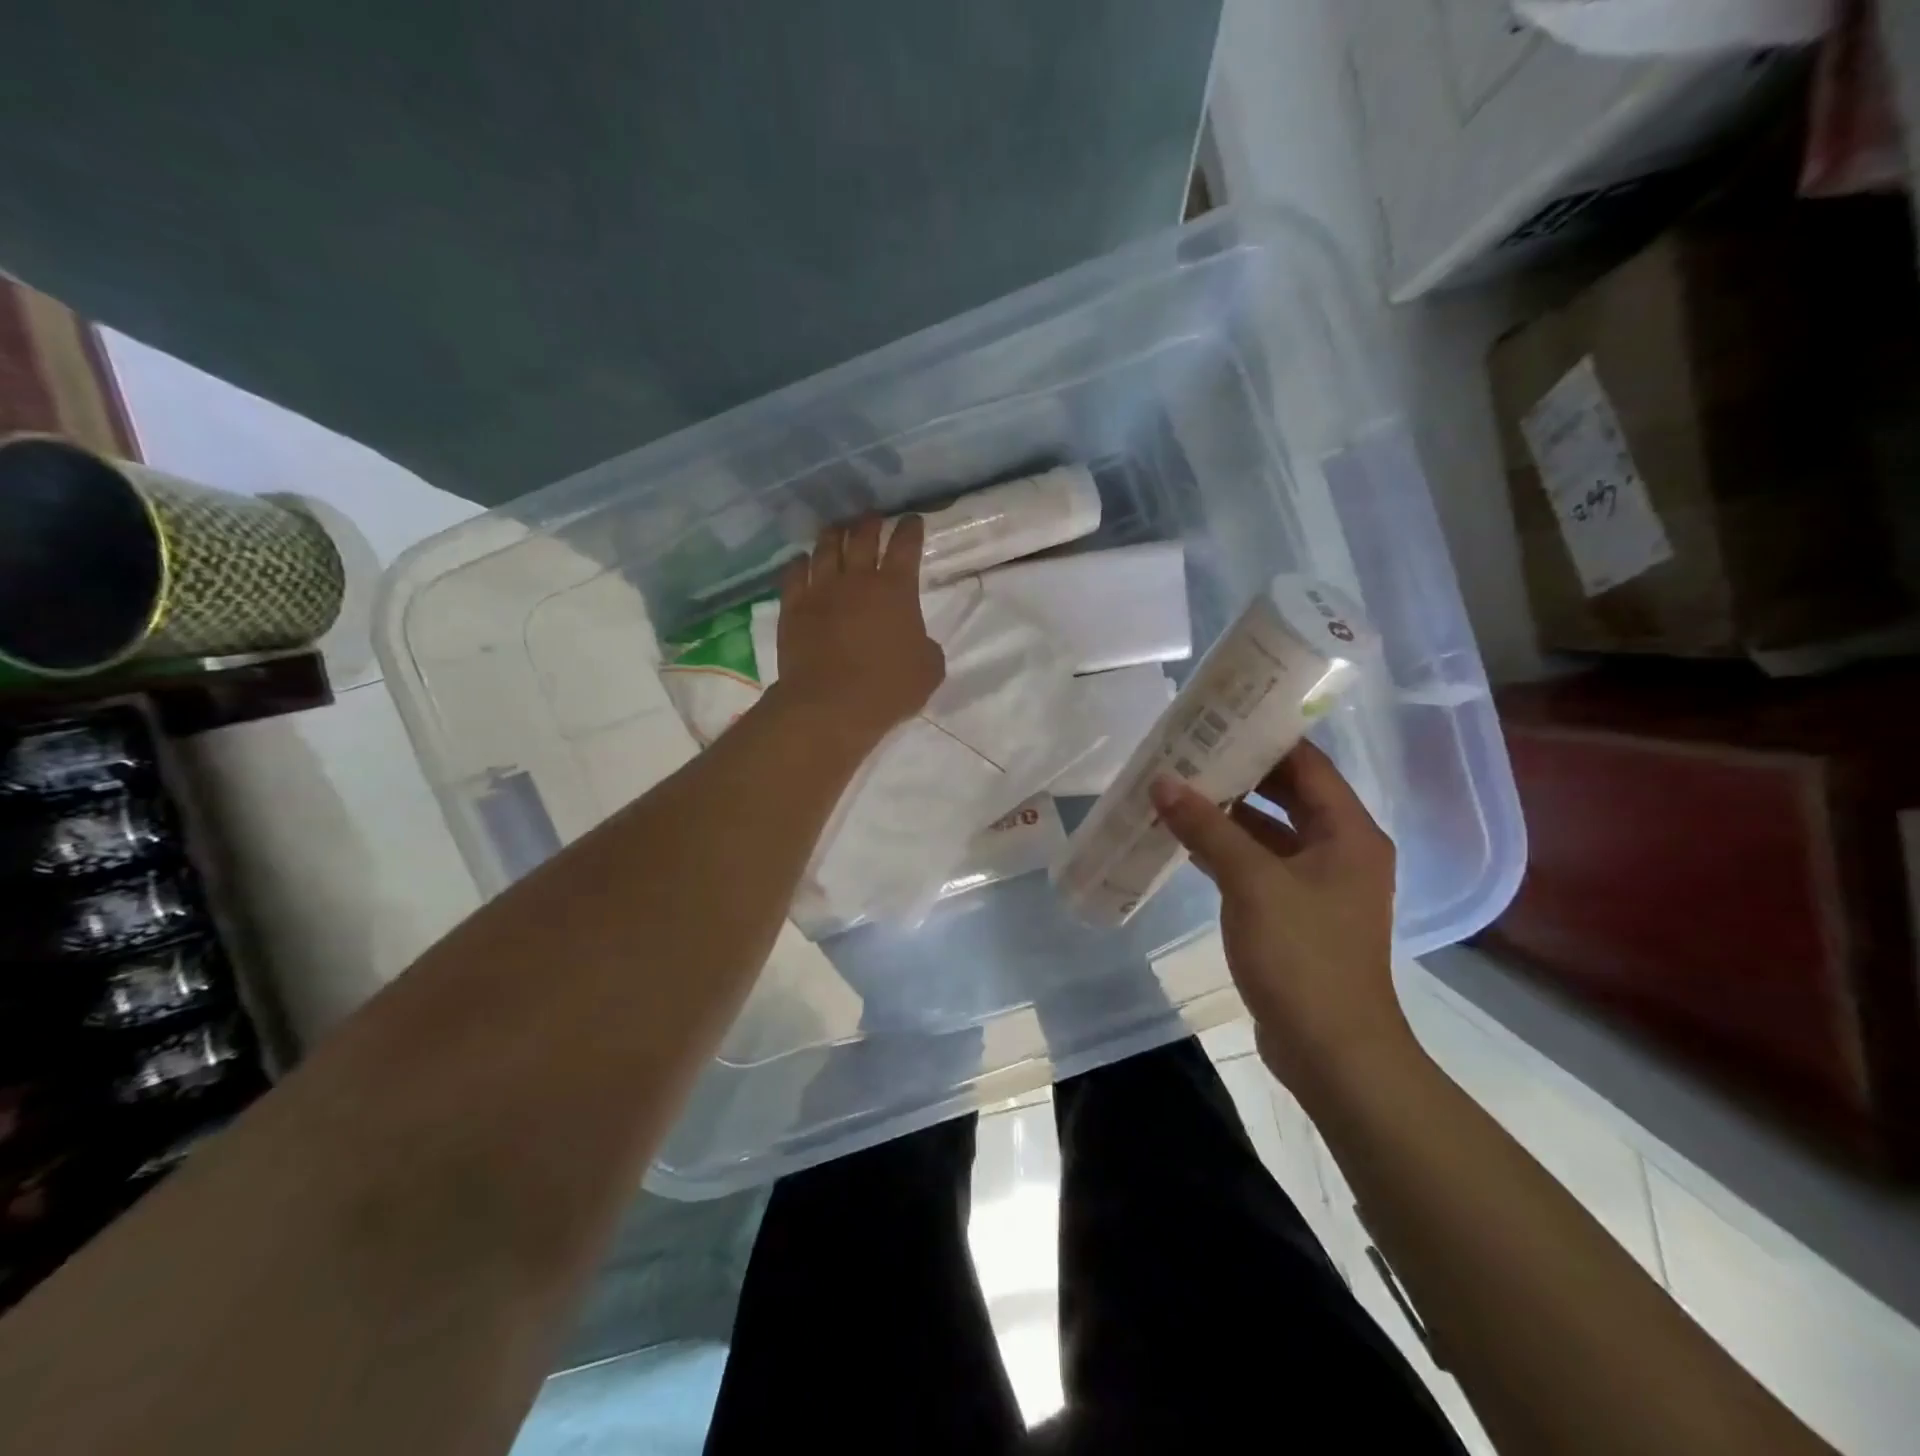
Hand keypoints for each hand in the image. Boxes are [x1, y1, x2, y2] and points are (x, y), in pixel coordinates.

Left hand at [770, 513, 945, 744]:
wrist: (830, 705)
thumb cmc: (887, 688)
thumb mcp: (929, 669)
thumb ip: (926, 646)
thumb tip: (917, 641)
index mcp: (896, 589)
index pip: (905, 546)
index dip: (910, 529)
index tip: (912, 519)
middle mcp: (857, 579)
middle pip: (862, 537)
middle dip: (870, 522)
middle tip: (872, 517)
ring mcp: (821, 590)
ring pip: (826, 548)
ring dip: (834, 534)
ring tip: (837, 528)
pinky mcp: (793, 608)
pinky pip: (794, 574)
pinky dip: (799, 563)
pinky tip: (801, 560)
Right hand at [1149, 743, 1415, 1096]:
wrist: (1332, 1051)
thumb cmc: (1303, 956)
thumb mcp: (1251, 883)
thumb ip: (1207, 828)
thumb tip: (1163, 782)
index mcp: (1348, 833)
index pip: (1307, 765)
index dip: (1264, 738)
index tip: (1217, 718)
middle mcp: (1341, 851)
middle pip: (1288, 795)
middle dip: (1239, 774)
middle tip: (1187, 751)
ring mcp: (1319, 885)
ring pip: (1270, 832)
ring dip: (1228, 814)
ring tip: (1177, 789)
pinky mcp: (1297, 915)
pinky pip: (1260, 866)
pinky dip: (1227, 851)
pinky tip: (1186, 842)